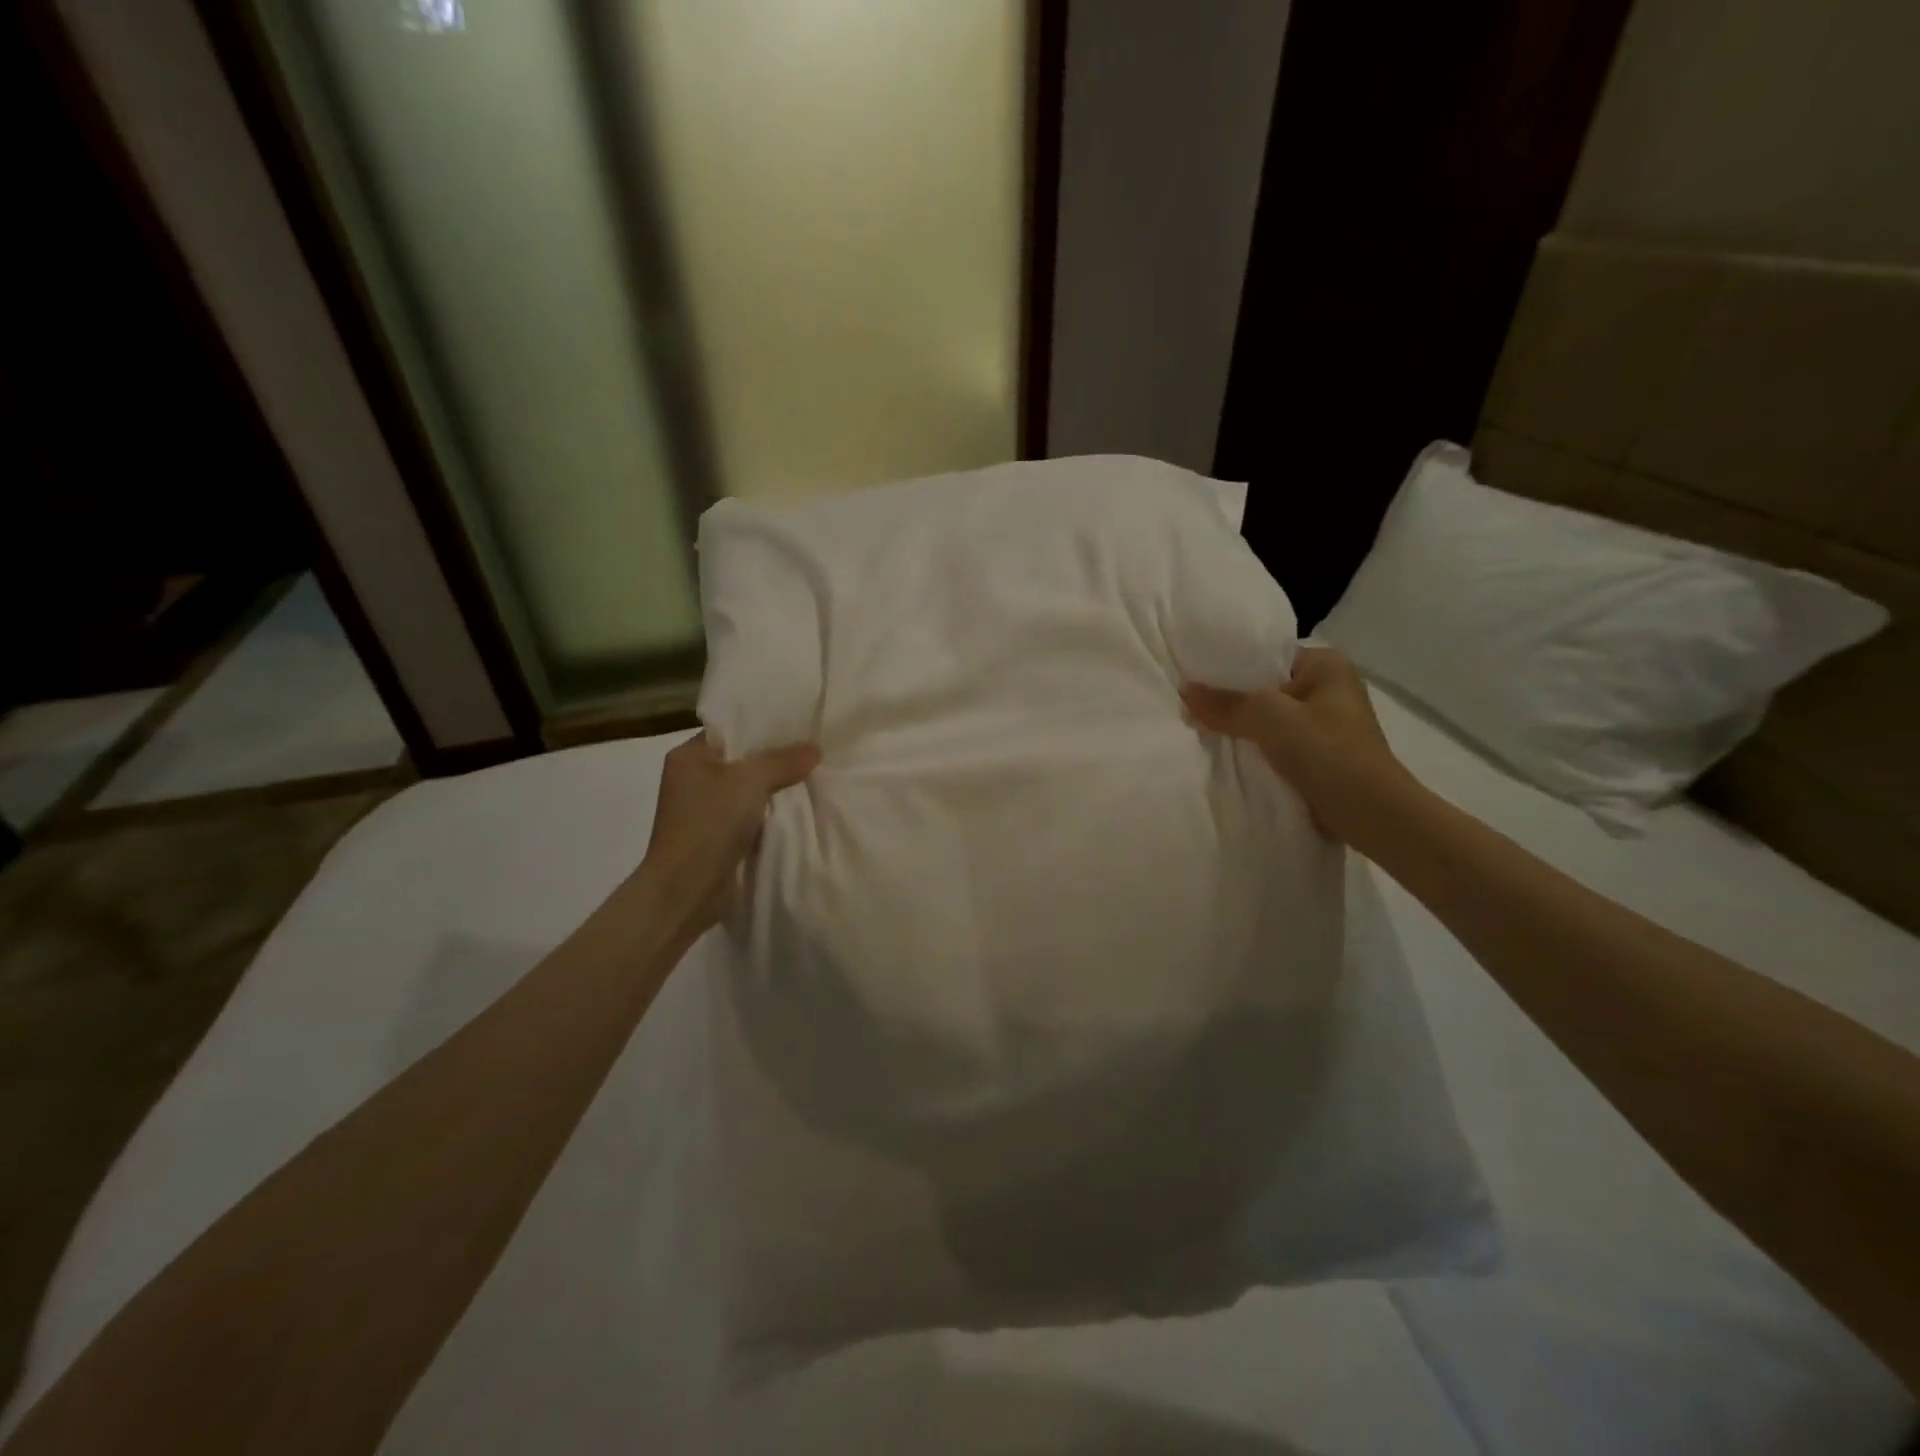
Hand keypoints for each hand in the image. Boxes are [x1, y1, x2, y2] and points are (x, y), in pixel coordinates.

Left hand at [639, 732, 820, 935]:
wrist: (686, 889)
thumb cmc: (709, 823)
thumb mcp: (750, 781)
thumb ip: (783, 761)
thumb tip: (815, 748)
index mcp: (689, 756)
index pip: (730, 730)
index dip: (763, 727)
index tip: (799, 726)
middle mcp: (692, 779)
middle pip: (742, 760)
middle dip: (775, 760)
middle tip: (813, 752)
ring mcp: (703, 810)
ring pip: (748, 790)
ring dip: (775, 790)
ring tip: (813, 777)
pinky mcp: (715, 837)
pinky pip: (749, 816)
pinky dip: (769, 814)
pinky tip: (798, 810)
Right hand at [1183, 647, 1414, 846]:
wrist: (1370, 813)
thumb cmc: (1327, 752)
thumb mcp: (1270, 719)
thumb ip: (1226, 704)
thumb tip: (1185, 691)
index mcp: (1326, 665)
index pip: (1267, 656)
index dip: (1229, 669)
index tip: (1194, 681)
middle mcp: (1329, 688)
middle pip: (1265, 688)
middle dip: (1231, 701)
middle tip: (1191, 709)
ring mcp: (1325, 724)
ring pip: (1268, 718)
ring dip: (1242, 728)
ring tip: (1201, 731)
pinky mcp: (1320, 754)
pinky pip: (1276, 742)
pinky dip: (1255, 748)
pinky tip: (1228, 755)